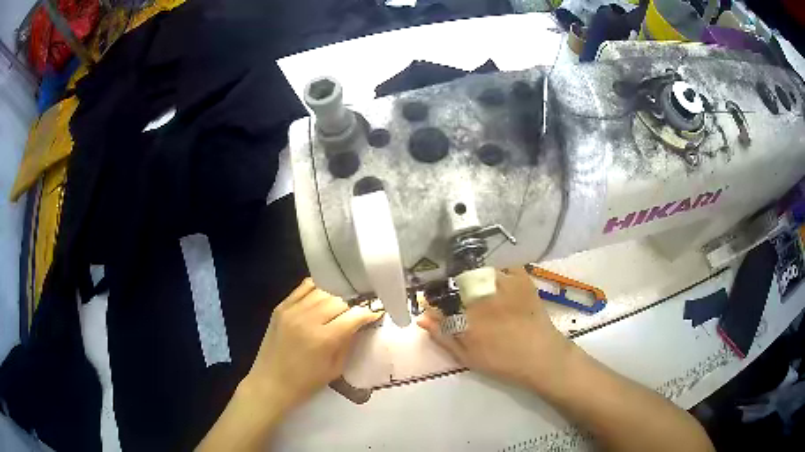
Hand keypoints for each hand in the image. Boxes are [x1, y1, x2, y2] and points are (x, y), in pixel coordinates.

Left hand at [245, 278, 381, 412]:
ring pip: (323, 290)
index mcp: (323, 339)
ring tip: (340, 305)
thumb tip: (360, 324)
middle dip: (352, 305)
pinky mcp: (281, 307)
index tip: (376, 313)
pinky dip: (317, 288)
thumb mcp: (335, 369)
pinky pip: (303, 287)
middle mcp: (308, 319)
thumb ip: (348, 343)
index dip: (368, 313)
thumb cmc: (305, 383)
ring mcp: (291, 310)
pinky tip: (323, 295)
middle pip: (339, 300)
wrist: (270, 383)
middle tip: (357, 312)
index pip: (353, 315)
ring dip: (335, 297)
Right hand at [418, 268, 574, 391]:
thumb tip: (421, 317)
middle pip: (458, 279)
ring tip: (478, 289)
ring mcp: (504, 284)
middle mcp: (483, 294)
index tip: (434, 302)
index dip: (435, 298)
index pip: (441, 297)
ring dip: (474, 277)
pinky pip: (505, 265)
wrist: (542, 356)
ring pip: (480, 270)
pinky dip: (499, 270)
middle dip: (453, 285)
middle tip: (459, 298)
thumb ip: (443, 335)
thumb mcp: (468, 355)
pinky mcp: (522, 279)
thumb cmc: (502, 361)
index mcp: (467, 314)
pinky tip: (498, 281)